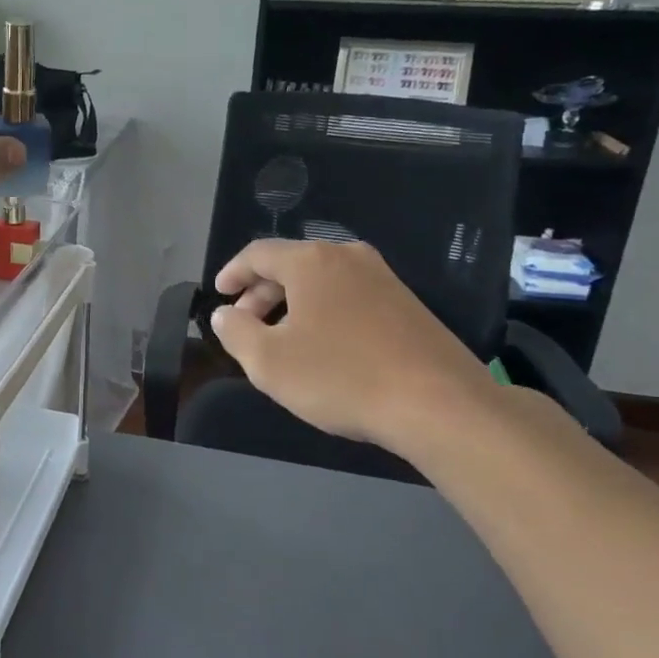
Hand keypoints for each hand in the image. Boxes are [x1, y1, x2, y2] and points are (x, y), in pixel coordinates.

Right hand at [209, 239, 503, 460]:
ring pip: (321, 281)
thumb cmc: (341, 377)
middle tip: (245, 324)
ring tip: (280, 339)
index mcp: (312, 261)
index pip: (259, 253)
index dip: (233, 272)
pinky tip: (323, 346)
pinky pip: (348, 296)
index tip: (219, 294)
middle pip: (291, 264)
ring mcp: (383, 278)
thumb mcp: (268, 361)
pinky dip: (323, 312)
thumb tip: (224, 314)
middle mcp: (348, 257)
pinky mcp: (406, 303)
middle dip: (261, 292)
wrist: (439, 403)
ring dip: (292, 304)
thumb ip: (235, 332)